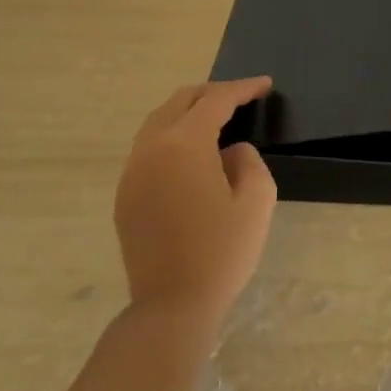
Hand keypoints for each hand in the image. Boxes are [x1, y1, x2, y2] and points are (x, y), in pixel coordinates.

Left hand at [114, 77, 276, 323]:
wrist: (172, 305)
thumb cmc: (222, 251)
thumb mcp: (257, 200)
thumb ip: (248, 161)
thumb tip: (230, 152)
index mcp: (184, 144)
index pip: (216, 101)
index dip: (243, 89)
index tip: (265, 85)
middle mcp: (150, 148)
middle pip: (179, 101)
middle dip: (212, 93)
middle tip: (241, 96)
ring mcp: (132, 172)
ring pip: (158, 122)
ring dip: (188, 112)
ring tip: (216, 118)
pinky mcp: (125, 195)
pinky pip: (148, 148)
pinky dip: (171, 136)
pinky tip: (191, 153)